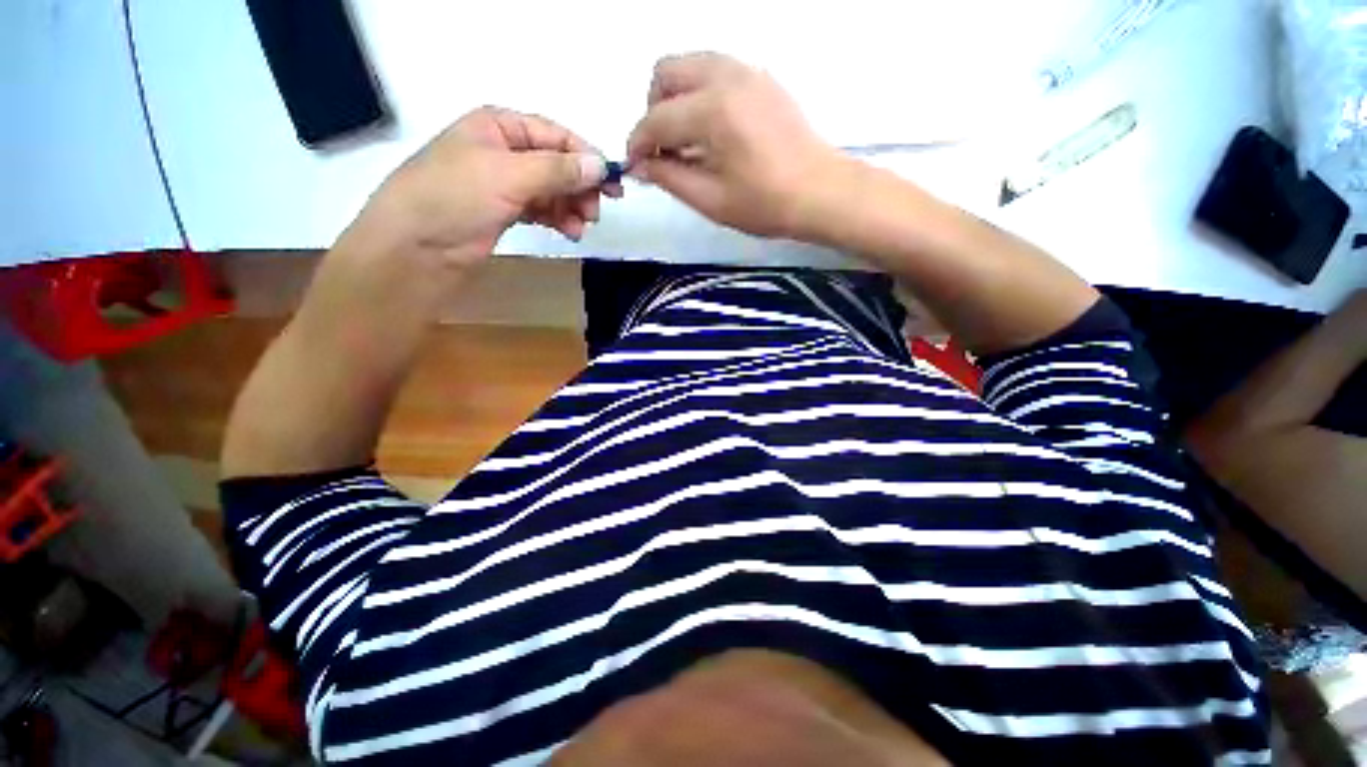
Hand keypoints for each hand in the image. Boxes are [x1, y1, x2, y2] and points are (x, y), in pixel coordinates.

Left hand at [348, 107, 620, 273]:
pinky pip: (543, 210)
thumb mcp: (508, 175)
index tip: (611, 183)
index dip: (585, 157)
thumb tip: (601, 165)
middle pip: (557, 165)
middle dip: (579, 187)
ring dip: (571, 207)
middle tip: (595, 212)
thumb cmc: (454, 198)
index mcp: (499, 126)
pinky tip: (569, 232)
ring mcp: (505, 183)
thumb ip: (557, 170)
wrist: (416, 248)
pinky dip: (558, 219)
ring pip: (552, 190)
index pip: (555, 135)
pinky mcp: (506, 211)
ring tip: (581, 227)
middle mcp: (504, 151)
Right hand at [626, 53, 842, 238]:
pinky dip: (700, 94)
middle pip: (666, 73)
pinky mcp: (761, 77)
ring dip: (676, 99)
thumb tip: (639, 166)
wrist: (821, 192)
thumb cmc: (765, 204)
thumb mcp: (711, 200)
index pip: (656, 119)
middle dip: (653, 111)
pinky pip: (715, 71)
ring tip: (686, 142)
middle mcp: (725, 76)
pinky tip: (710, 131)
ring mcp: (746, 71)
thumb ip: (669, 177)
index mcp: (712, 110)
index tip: (634, 166)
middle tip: (663, 150)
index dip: (638, 144)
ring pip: (690, 65)